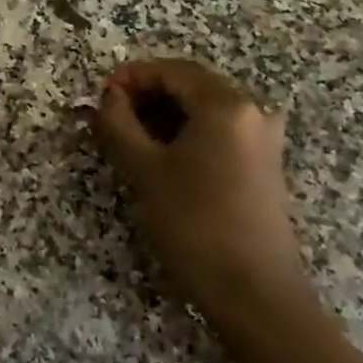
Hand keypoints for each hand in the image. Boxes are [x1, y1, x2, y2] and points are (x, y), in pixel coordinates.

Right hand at [90, 58, 315, 326]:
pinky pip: (219, 132)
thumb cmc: (194, 223)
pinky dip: (186, 134)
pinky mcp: (263, 164)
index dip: (131, 77)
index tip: (100, 97)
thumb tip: (107, 97)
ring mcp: (262, 139)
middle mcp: (252, 111)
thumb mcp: (144, 169)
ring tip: (129, 141)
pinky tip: (162, 159)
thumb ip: (118, 124)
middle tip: (110, 119)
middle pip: (191, 86)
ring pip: (204, 110)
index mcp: (226, 104)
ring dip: (164, 116)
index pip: (172, 70)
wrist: (254, 292)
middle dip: (147, 96)